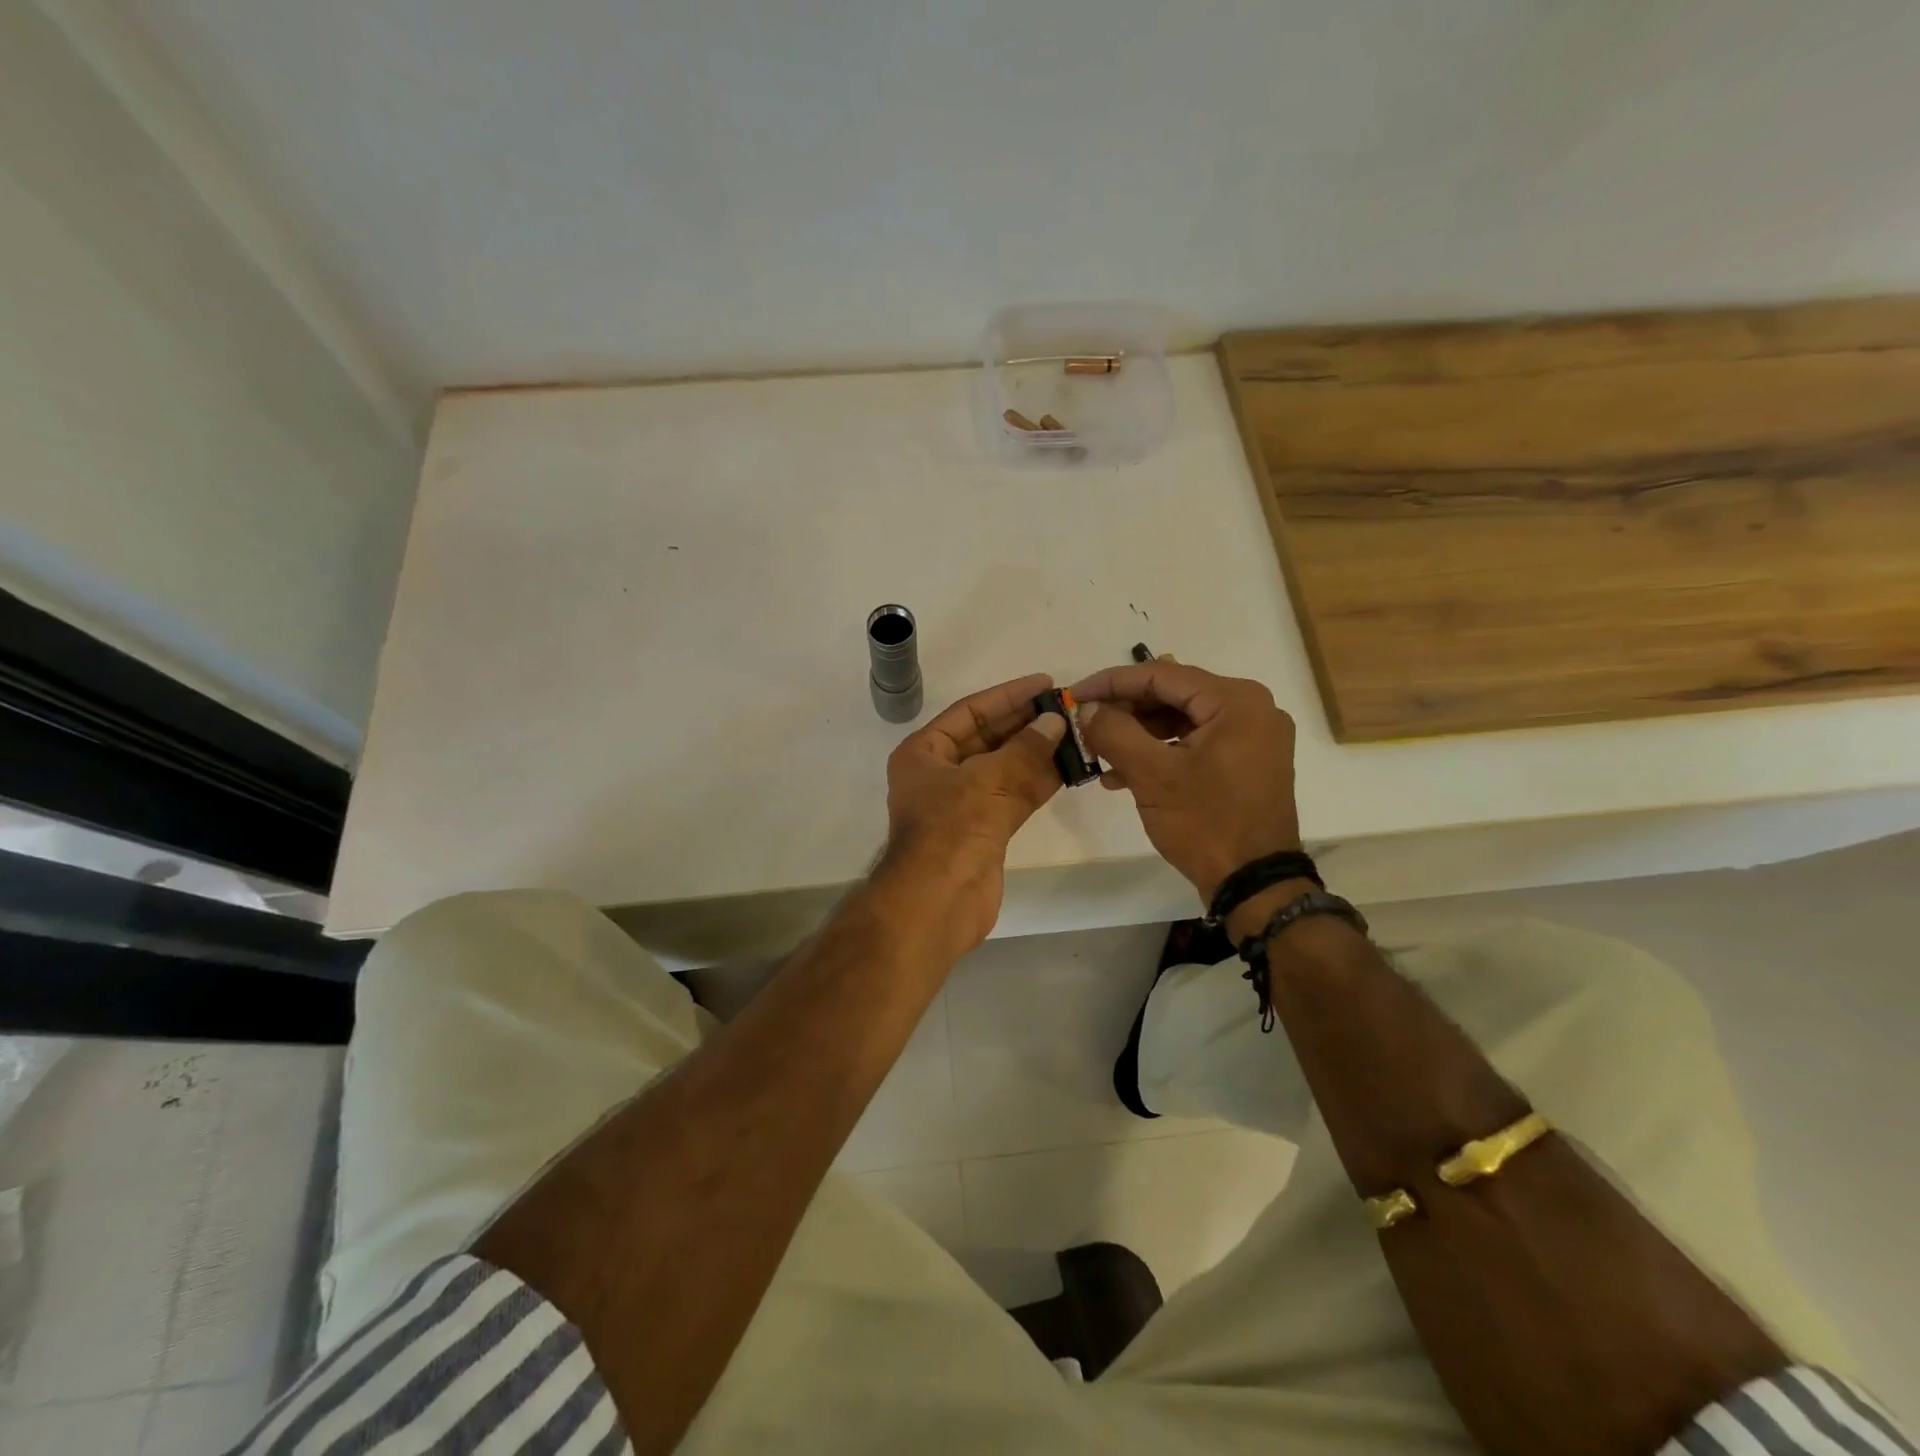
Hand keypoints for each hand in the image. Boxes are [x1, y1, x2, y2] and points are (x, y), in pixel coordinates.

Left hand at [879, 673, 1067, 952]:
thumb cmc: (951, 831)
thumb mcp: (987, 781)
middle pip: (989, 738)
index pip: (970, 712)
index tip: (1045, 683)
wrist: (936, 904)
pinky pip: (1014, 796)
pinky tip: (1070, 768)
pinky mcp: (985, 830)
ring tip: (1077, 734)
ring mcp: (963, 804)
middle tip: (1068, 709)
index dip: (1008, 696)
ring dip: (1038, 753)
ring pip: (1006, 768)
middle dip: (1027, 724)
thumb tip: (1055, 723)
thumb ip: (1024, 750)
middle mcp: (941, 774)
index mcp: (925, 753)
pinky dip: (1039, 783)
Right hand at [1070, 660, 1299, 903]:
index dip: (1111, 683)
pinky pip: (1194, 742)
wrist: (1255, 884)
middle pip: (1172, 696)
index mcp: (1236, 700)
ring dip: (1137, 735)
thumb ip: (1114, 731)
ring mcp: (1252, 736)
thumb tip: (1088, 708)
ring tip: (1098, 756)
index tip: (1074, 695)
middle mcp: (1251, 708)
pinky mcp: (1246, 762)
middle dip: (1124, 712)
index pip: (1161, 675)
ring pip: (1180, 720)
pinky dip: (1160, 753)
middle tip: (1085, 726)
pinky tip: (1122, 775)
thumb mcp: (1151, 774)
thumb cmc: (1205, 823)